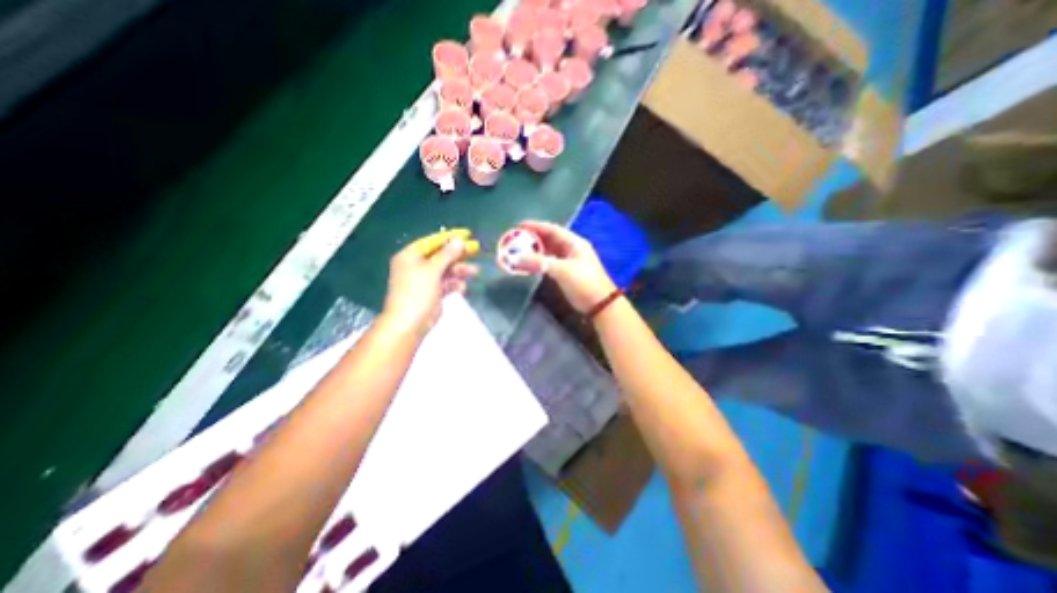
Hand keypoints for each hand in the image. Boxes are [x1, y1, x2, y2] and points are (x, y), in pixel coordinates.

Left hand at [380, 237, 479, 337]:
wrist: (409, 323)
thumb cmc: (417, 292)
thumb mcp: (432, 270)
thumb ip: (447, 254)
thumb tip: (459, 240)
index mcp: (411, 256)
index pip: (433, 242)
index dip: (450, 238)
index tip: (467, 235)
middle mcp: (417, 266)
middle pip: (441, 256)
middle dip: (458, 255)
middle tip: (475, 250)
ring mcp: (425, 280)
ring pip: (446, 270)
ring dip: (460, 270)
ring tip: (474, 271)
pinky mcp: (433, 293)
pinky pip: (446, 284)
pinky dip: (454, 284)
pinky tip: (462, 287)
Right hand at [511, 220, 616, 313]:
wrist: (600, 305)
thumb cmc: (584, 283)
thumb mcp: (562, 270)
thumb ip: (539, 262)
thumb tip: (517, 258)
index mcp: (574, 243)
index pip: (552, 229)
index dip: (536, 226)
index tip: (519, 226)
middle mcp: (572, 249)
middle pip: (549, 239)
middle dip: (533, 239)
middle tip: (515, 240)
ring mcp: (570, 262)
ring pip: (549, 252)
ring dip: (535, 252)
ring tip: (518, 252)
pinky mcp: (567, 274)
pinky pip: (549, 263)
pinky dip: (539, 263)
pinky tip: (529, 265)